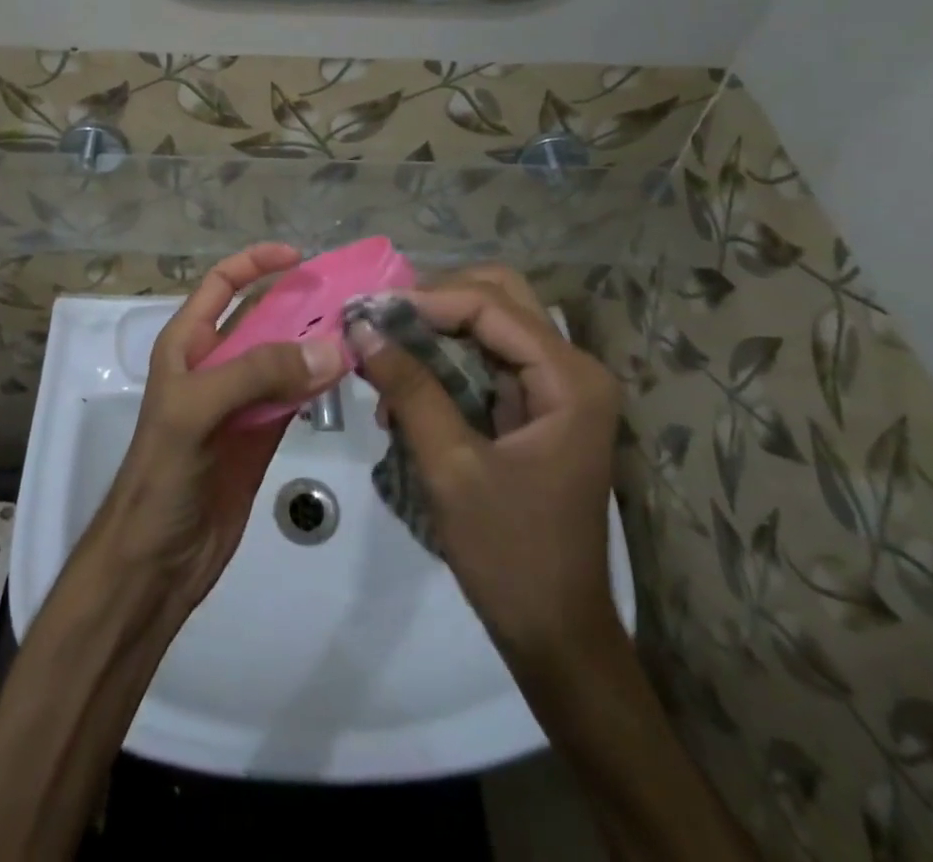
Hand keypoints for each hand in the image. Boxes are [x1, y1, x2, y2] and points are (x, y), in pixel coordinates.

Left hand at [87, 244, 347, 620]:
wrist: (155, 561)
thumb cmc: (161, 475)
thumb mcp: (197, 411)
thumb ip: (259, 374)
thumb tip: (333, 348)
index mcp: (186, 344)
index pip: (221, 285)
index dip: (256, 263)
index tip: (301, 257)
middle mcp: (215, 364)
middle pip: (262, 317)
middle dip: (301, 301)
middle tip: (351, 295)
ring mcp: (241, 401)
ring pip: (285, 357)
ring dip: (317, 343)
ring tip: (361, 329)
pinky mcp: (262, 435)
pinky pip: (295, 396)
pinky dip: (320, 384)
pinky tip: (349, 375)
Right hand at [348, 266, 622, 667]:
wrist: (555, 634)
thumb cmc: (511, 554)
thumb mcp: (451, 467)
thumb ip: (409, 390)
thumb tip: (362, 328)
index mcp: (569, 378)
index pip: (490, 305)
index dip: (426, 300)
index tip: (368, 314)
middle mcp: (570, 369)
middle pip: (497, 298)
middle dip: (435, 302)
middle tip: (381, 323)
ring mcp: (555, 387)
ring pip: (488, 324)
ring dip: (434, 331)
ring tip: (383, 356)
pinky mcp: (534, 408)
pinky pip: (484, 359)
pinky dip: (442, 361)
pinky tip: (402, 390)